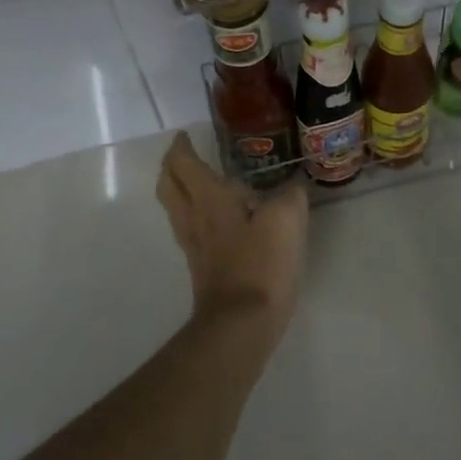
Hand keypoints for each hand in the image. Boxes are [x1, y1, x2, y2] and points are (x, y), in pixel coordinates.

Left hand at [155, 132, 308, 346]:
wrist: (241, 324)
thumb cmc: (261, 264)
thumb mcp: (286, 220)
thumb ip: (289, 196)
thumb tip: (291, 189)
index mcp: (209, 200)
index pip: (185, 164)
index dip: (182, 147)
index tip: (185, 135)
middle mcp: (193, 219)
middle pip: (169, 186)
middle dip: (171, 167)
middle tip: (183, 154)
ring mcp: (194, 246)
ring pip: (175, 208)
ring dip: (179, 190)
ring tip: (197, 181)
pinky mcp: (202, 268)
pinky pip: (189, 229)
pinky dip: (194, 213)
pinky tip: (217, 219)